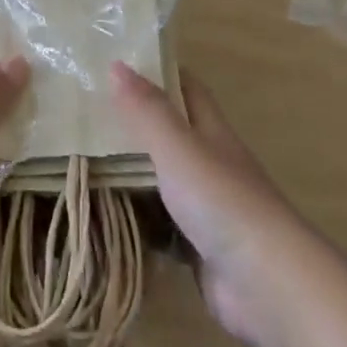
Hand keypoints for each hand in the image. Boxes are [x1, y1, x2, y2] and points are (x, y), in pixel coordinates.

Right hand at [111, 64, 302, 346]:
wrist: (266, 284)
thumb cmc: (222, 202)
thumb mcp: (178, 147)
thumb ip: (147, 110)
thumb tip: (117, 64)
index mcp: (211, 133)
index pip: (187, 89)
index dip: (159, 73)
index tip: (119, 62)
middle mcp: (210, 165)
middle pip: (170, 135)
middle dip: (133, 123)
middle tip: (83, 113)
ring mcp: (205, 209)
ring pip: (161, 181)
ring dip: (131, 172)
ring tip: (80, 159)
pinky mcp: (197, 248)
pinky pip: (159, 225)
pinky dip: (135, 220)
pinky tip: (102, 216)